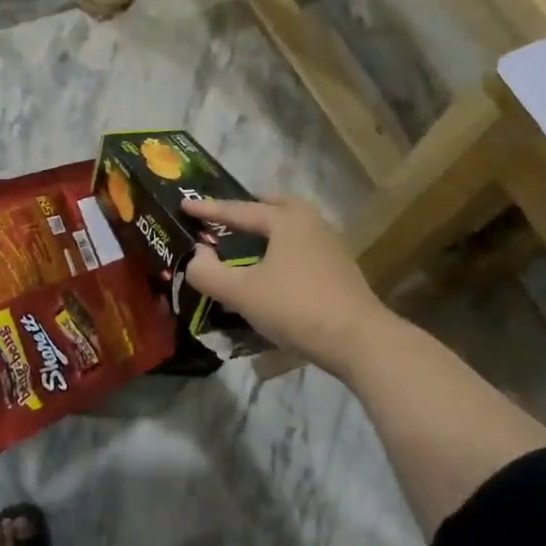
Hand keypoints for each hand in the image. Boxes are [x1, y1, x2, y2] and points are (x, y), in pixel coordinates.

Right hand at [182, 194, 391, 377]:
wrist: (359, 340)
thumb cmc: (296, 307)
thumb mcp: (242, 293)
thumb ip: (209, 272)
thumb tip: (197, 255)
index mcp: (287, 220)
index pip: (240, 210)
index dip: (209, 209)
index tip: (185, 205)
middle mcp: (312, 224)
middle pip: (277, 206)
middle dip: (251, 209)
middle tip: (229, 215)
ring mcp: (332, 246)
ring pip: (294, 227)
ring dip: (270, 229)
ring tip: (250, 242)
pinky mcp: (342, 270)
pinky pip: (304, 247)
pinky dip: (284, 249)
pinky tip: (276, 269)